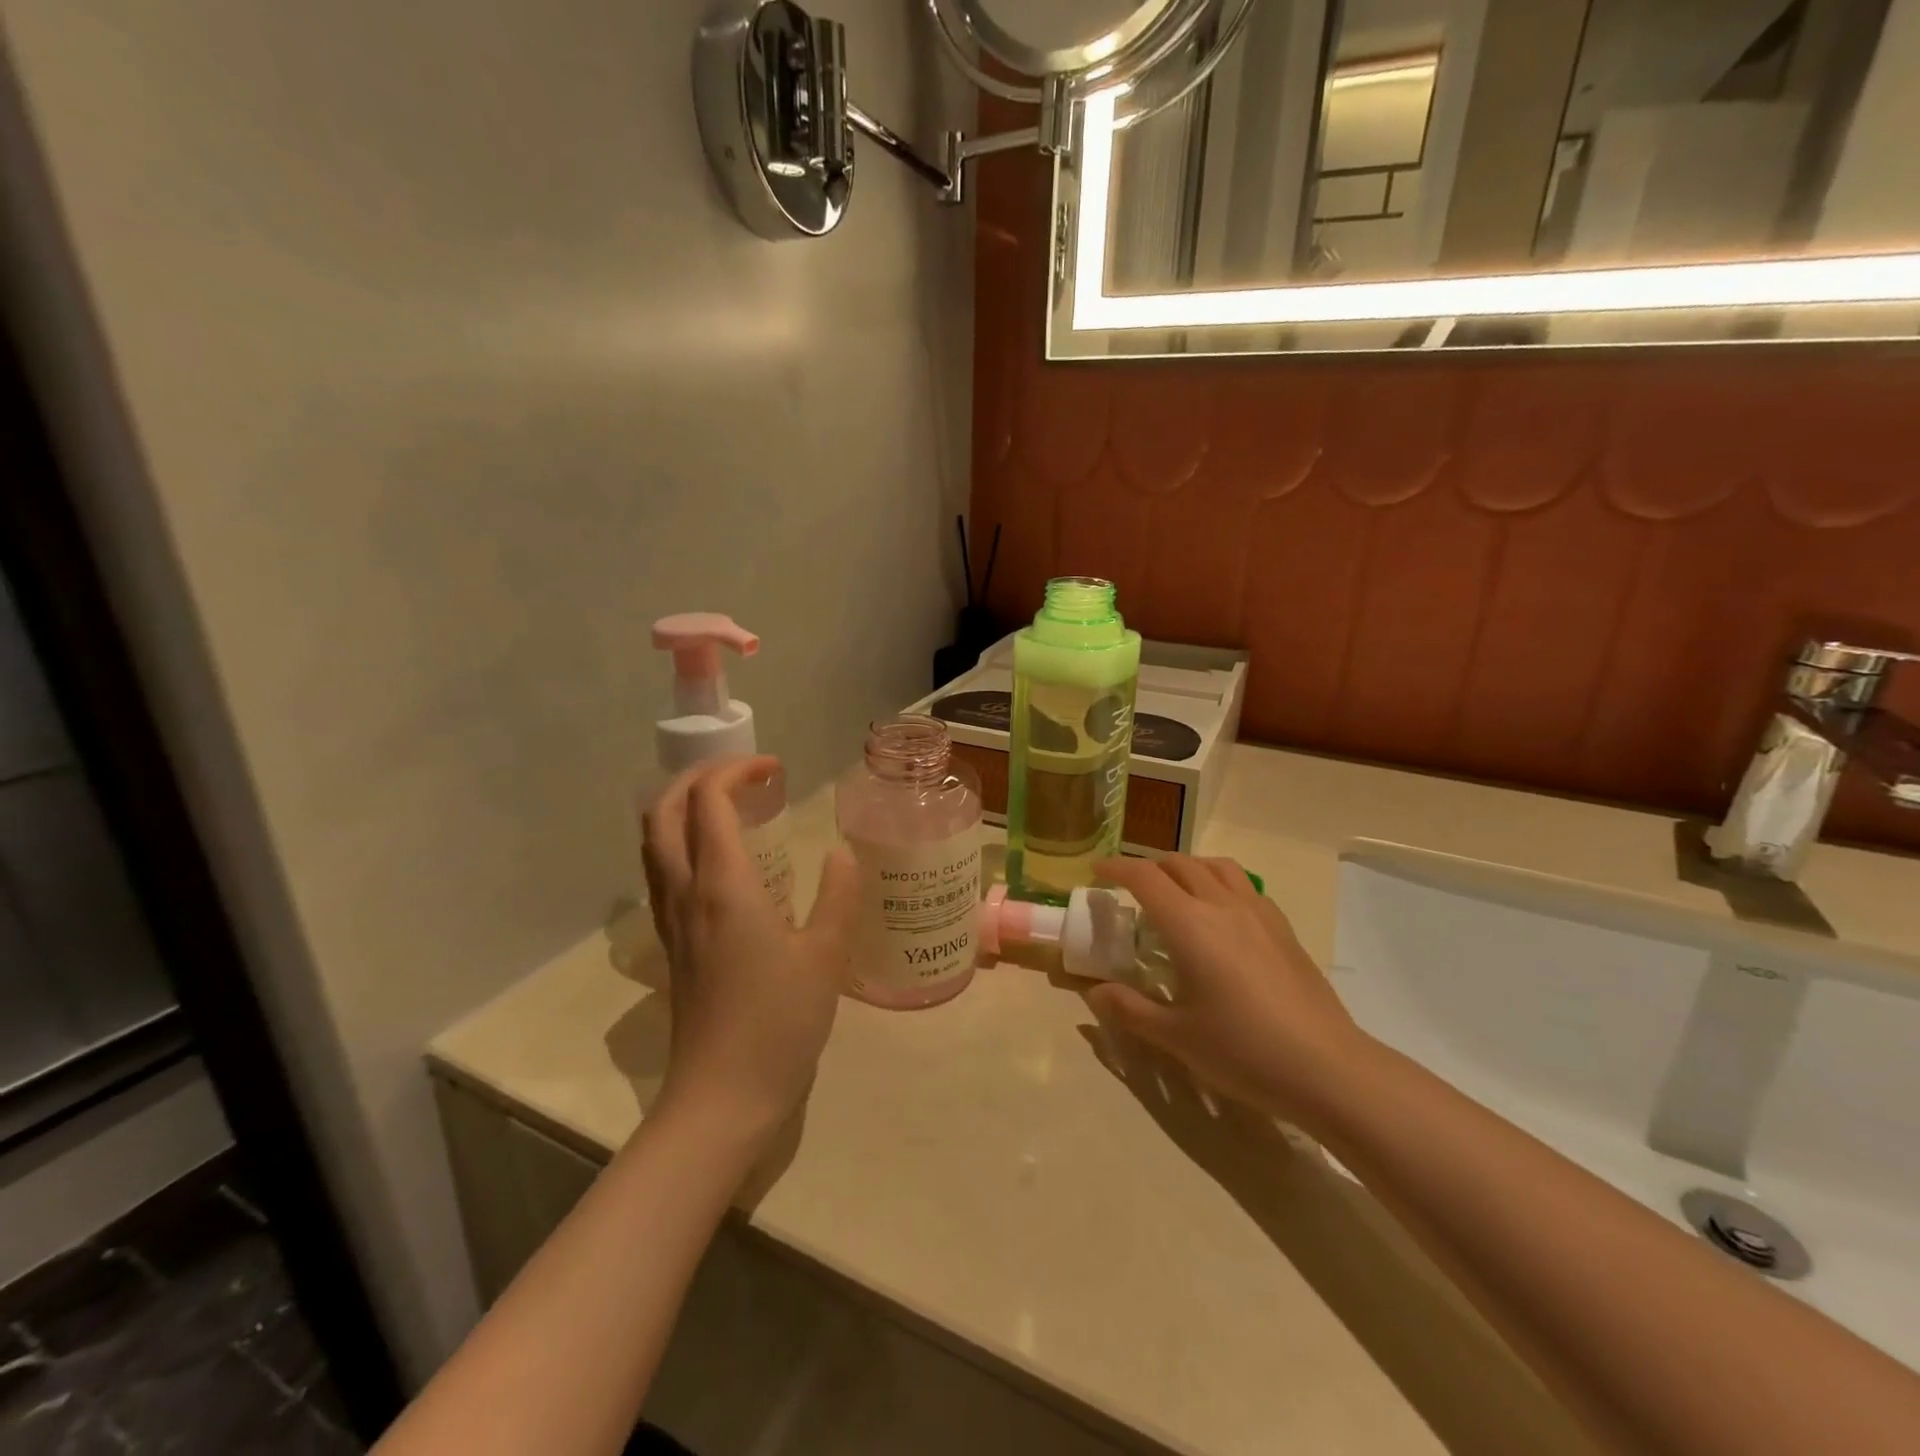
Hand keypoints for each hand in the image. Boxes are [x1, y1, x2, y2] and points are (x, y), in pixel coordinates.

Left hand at [640, 756, 859, 1147]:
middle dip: (696, 778)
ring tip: (728, 808)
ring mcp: (671, 921)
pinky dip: (682, 844)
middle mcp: (685, 893)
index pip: (708, 801)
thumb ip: (838, 895)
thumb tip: (840, 855)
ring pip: (654, 842)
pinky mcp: (672, 947)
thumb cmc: (779, 1022)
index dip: (736, 771)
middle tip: (742, 776)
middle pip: (663, 811)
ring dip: (682, 808)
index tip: (774, 769)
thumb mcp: (826, 955)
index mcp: (722, 885)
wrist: (722, 1097)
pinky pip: (662, 873)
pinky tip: (721, 863)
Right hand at [1085, 856, 1373, 1125]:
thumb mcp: (1175, 1037)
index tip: (1096, 872)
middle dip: (1148, 867)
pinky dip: (1219, 883)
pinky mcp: (1283, 928)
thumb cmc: (1243, 1050)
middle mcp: (1222, 906)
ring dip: (1187, 867)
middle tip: (1130, 888)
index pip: (1145, 878)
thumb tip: (1094, 993)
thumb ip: (1129, 1009)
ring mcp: (1259, 913)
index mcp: (1190, 924)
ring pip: (1216, 867)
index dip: (1116, 868)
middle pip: (1179, 864)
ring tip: (1175, 890)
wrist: (1327, 1068)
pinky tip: (1220, 915)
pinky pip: (1244, 885)